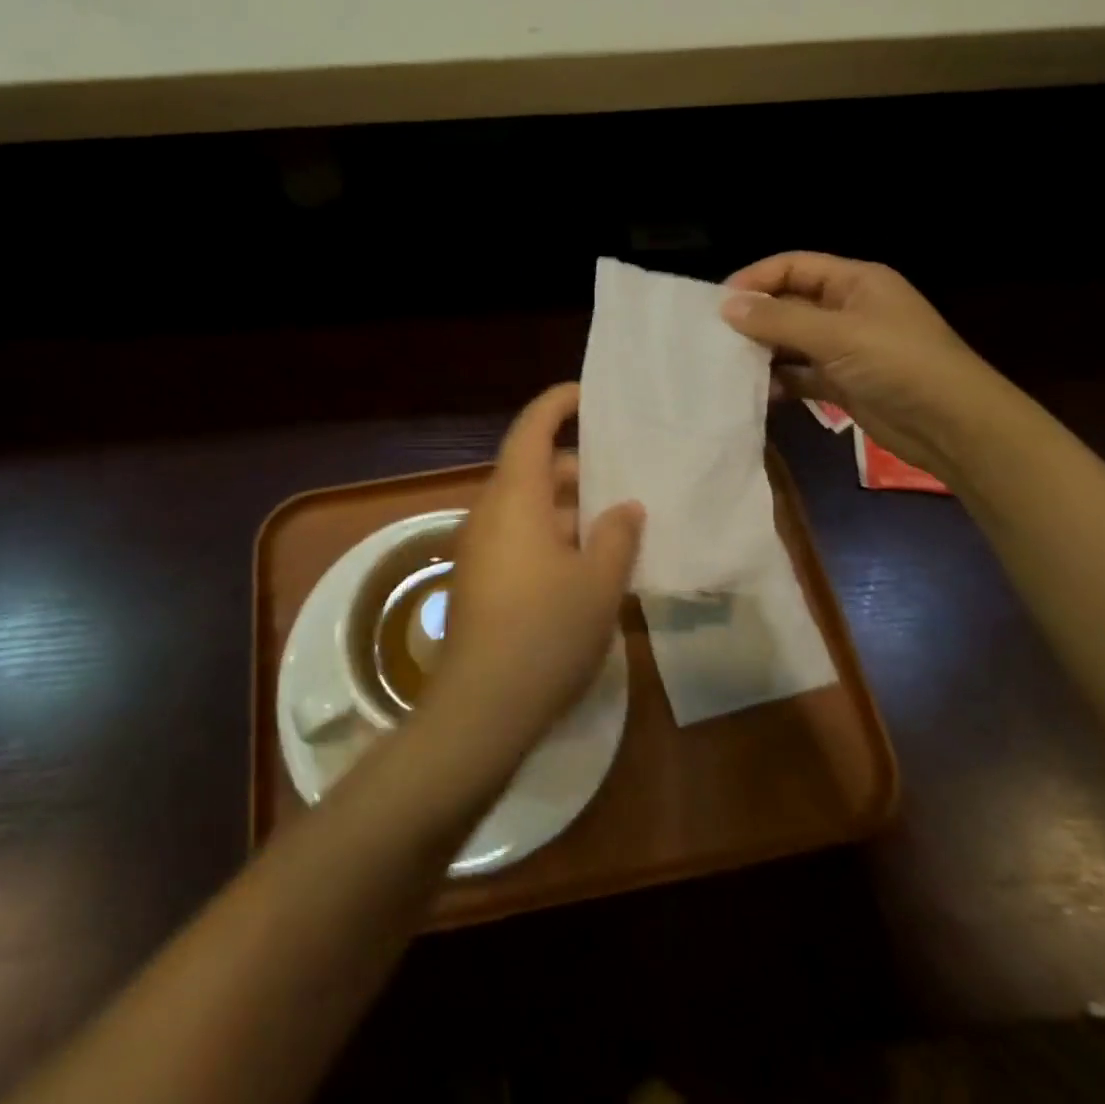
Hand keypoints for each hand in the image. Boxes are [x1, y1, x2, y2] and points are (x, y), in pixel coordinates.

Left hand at [432, 383, 643, 757]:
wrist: (480, 709)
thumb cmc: (545, 633)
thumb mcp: (598, 582)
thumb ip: (617, 534)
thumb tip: (624, 507)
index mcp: (515, 498)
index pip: (532, 429)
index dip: (557, 404)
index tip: (587, 394)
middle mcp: (490, 513)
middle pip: (533, 469)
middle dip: (576, 468)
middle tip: (623, 477)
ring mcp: (480, 548)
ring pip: (528, 508)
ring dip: (567, 508)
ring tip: (615, 524)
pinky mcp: (479, 580)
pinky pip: (519, 538)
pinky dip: (551, 536)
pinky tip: (586, 566)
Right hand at [720, 252, 1009, 483]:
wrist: (954, 426)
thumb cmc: (899, 364)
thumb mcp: (836, 335)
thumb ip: (779, 320)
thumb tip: (726, 306)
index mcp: (855, 282)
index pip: (793, 266)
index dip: (755, 279)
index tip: (718, 304)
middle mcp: (848, 309)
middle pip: (790, 303)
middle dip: (755, 318)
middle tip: (715, 338)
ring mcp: (847, 348)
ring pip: (793, 341)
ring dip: (764, 352)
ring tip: (729, 366)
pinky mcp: (845, 383)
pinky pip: (802, 375)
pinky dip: (781, 382)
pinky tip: (759, 394)